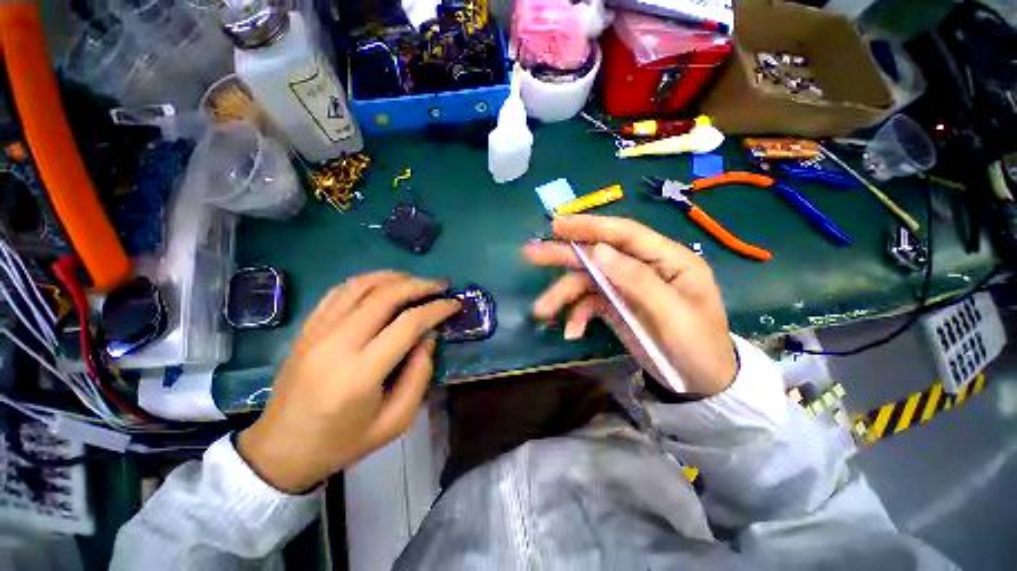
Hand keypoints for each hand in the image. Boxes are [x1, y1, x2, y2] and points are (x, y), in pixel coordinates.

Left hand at [238, 272, 459, 493]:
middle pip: (385, 297)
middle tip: (440, 286)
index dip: (437, 309)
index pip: (408, 324)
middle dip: (419, 285)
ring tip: (415, 280)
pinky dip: (365, 281)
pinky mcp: (306, 330)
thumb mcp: (396, 421)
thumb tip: (428, 336)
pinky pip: (338, 293)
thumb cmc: (343, 442)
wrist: (281, 450)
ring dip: (393, 277)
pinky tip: (382, 284)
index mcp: (361, 374)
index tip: (455, 304)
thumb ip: (419, 375)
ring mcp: (316, 333)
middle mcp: (337, 345)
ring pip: (360, 287)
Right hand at [524, 215, 736, 396]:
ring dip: (563, 294)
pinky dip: (577, 315)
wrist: (699, 384)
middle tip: (531, 253)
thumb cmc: (697, 348)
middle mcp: (643, 267)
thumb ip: (637, 279)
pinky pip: (589, 303)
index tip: (557, 224)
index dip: (590, 226)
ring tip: (541, 310)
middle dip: (565, 255)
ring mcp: (626, 286)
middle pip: (598, 253)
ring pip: (587, 280)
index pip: (624, 233)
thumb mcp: (672, 314)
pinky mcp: (615, 305)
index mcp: (667, 259)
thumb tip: (598, 250)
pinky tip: (572, 332)